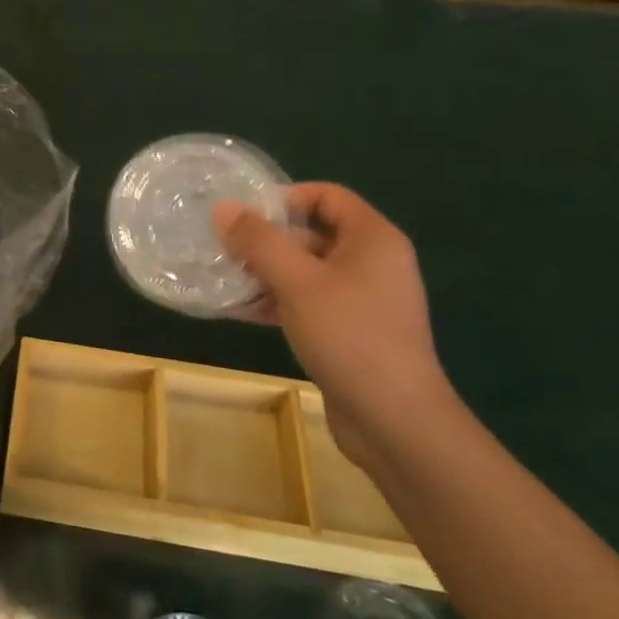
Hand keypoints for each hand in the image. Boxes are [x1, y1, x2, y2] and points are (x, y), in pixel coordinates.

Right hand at [214, 183, 454, 475]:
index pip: (327, 195)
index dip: (285, 198)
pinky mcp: (352, 332)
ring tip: (223, 280)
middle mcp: (373, 263)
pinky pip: (309, 302)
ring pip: (306, 271)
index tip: (244, 215)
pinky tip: (239, 312)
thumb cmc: (349, 335)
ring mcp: (364, 300)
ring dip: (265, 273)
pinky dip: (278, 301)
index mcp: (373, 239)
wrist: (395, 422)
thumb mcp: (296, 281)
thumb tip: (223, 206)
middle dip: (267, 241)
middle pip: (313, 233)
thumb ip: (258, 240)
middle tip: (224, 248)